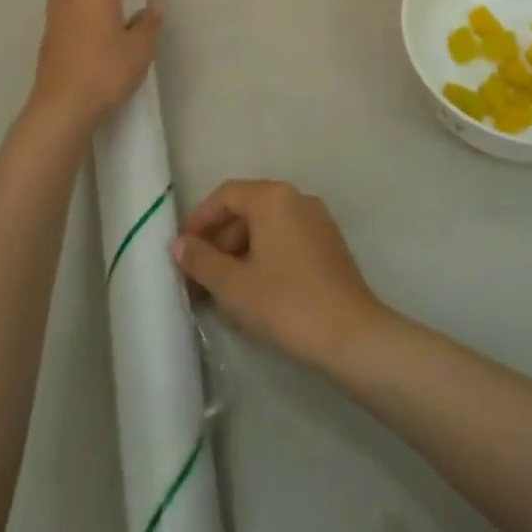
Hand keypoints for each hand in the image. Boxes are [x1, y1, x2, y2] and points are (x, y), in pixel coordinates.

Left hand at [24, 0, 162, 138]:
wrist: (62, 106)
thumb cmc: (106, 72)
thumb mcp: (140, 49)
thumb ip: (148, 23)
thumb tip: (152, 7)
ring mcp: (55, 13)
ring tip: (110, 2)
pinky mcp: (48, 33)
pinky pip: (66, 4)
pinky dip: (81, 3)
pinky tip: (93, 22)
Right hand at [172, 181, 386, 371]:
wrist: (351, 335)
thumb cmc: (286, 304)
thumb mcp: (233, 286)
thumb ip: (202, 260)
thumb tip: (179, 244)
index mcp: (272, 198)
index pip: (226, 195)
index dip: (200, 220)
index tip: (182, 250)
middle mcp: (296, 198)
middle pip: (247, 207)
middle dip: (219, 239)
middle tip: (199, 273)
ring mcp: (317, 219)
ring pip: (267, 224)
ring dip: (240, 249)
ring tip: (223, 287)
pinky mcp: (329, 242)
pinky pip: (286, 236)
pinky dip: (264, 254)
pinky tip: (255, 289)